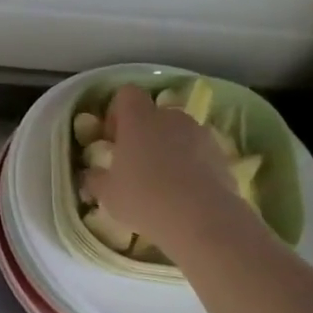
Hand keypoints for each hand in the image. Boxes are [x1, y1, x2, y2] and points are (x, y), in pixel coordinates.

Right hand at [86, 84, 243, 258]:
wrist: (202, 218)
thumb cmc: (143, 198)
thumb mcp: (106, 193)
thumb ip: (94, 177)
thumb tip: (90, 174)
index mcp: (138, 119)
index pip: (126, 94)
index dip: (116, 112)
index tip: (112, 139)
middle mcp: (170, 117)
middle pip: (154, 114)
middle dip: (143, 132)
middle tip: (133, 161)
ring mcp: (200, 133)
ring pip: (177, 132)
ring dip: (167, 147)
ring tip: (160, 178)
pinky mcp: (221, 154)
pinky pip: (198, 151)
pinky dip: (189, 163)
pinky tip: (182, 190)